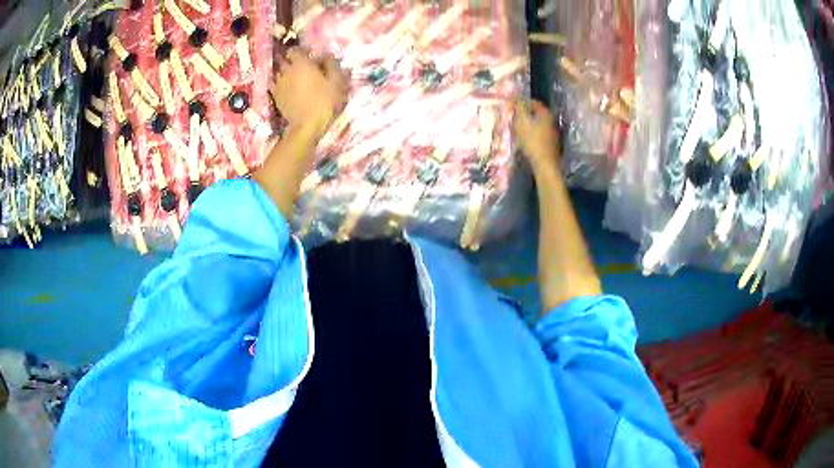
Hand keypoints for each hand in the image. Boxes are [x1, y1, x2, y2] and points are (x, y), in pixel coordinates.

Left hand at [272, 47, 348, 139]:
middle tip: (305, 70)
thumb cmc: (324, 101)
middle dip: (294, 63)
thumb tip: (328, 56)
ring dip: (288, 75)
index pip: (294, 50)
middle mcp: (286, 71)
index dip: (302, 52)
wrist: (306, 126)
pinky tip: (291, 92)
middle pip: (286, 61)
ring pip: (281, 74)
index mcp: (301, 64)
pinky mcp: (276, 98)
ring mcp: (278, 85)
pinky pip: (277, 87)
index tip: (310, 57)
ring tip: (298, 82)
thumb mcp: (336, 81)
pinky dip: (283, 87)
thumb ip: (332, 65)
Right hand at [512, 99, 559, 169]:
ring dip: (527, 124)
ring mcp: (552, 134)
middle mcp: (551, 121)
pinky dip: (531, 134)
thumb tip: (515, 98)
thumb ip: (519, 108)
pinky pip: (538, 134)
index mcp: (546, 113)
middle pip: (536, 113)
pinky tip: (523, 140)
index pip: (533, 102)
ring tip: (516, 128)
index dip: (522, 101)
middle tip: (512, 115)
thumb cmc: (532, 141)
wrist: (544, 165)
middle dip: (524, 113)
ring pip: (537, 124)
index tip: (512, 104)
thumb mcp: (522, 122)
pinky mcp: (550, 145)